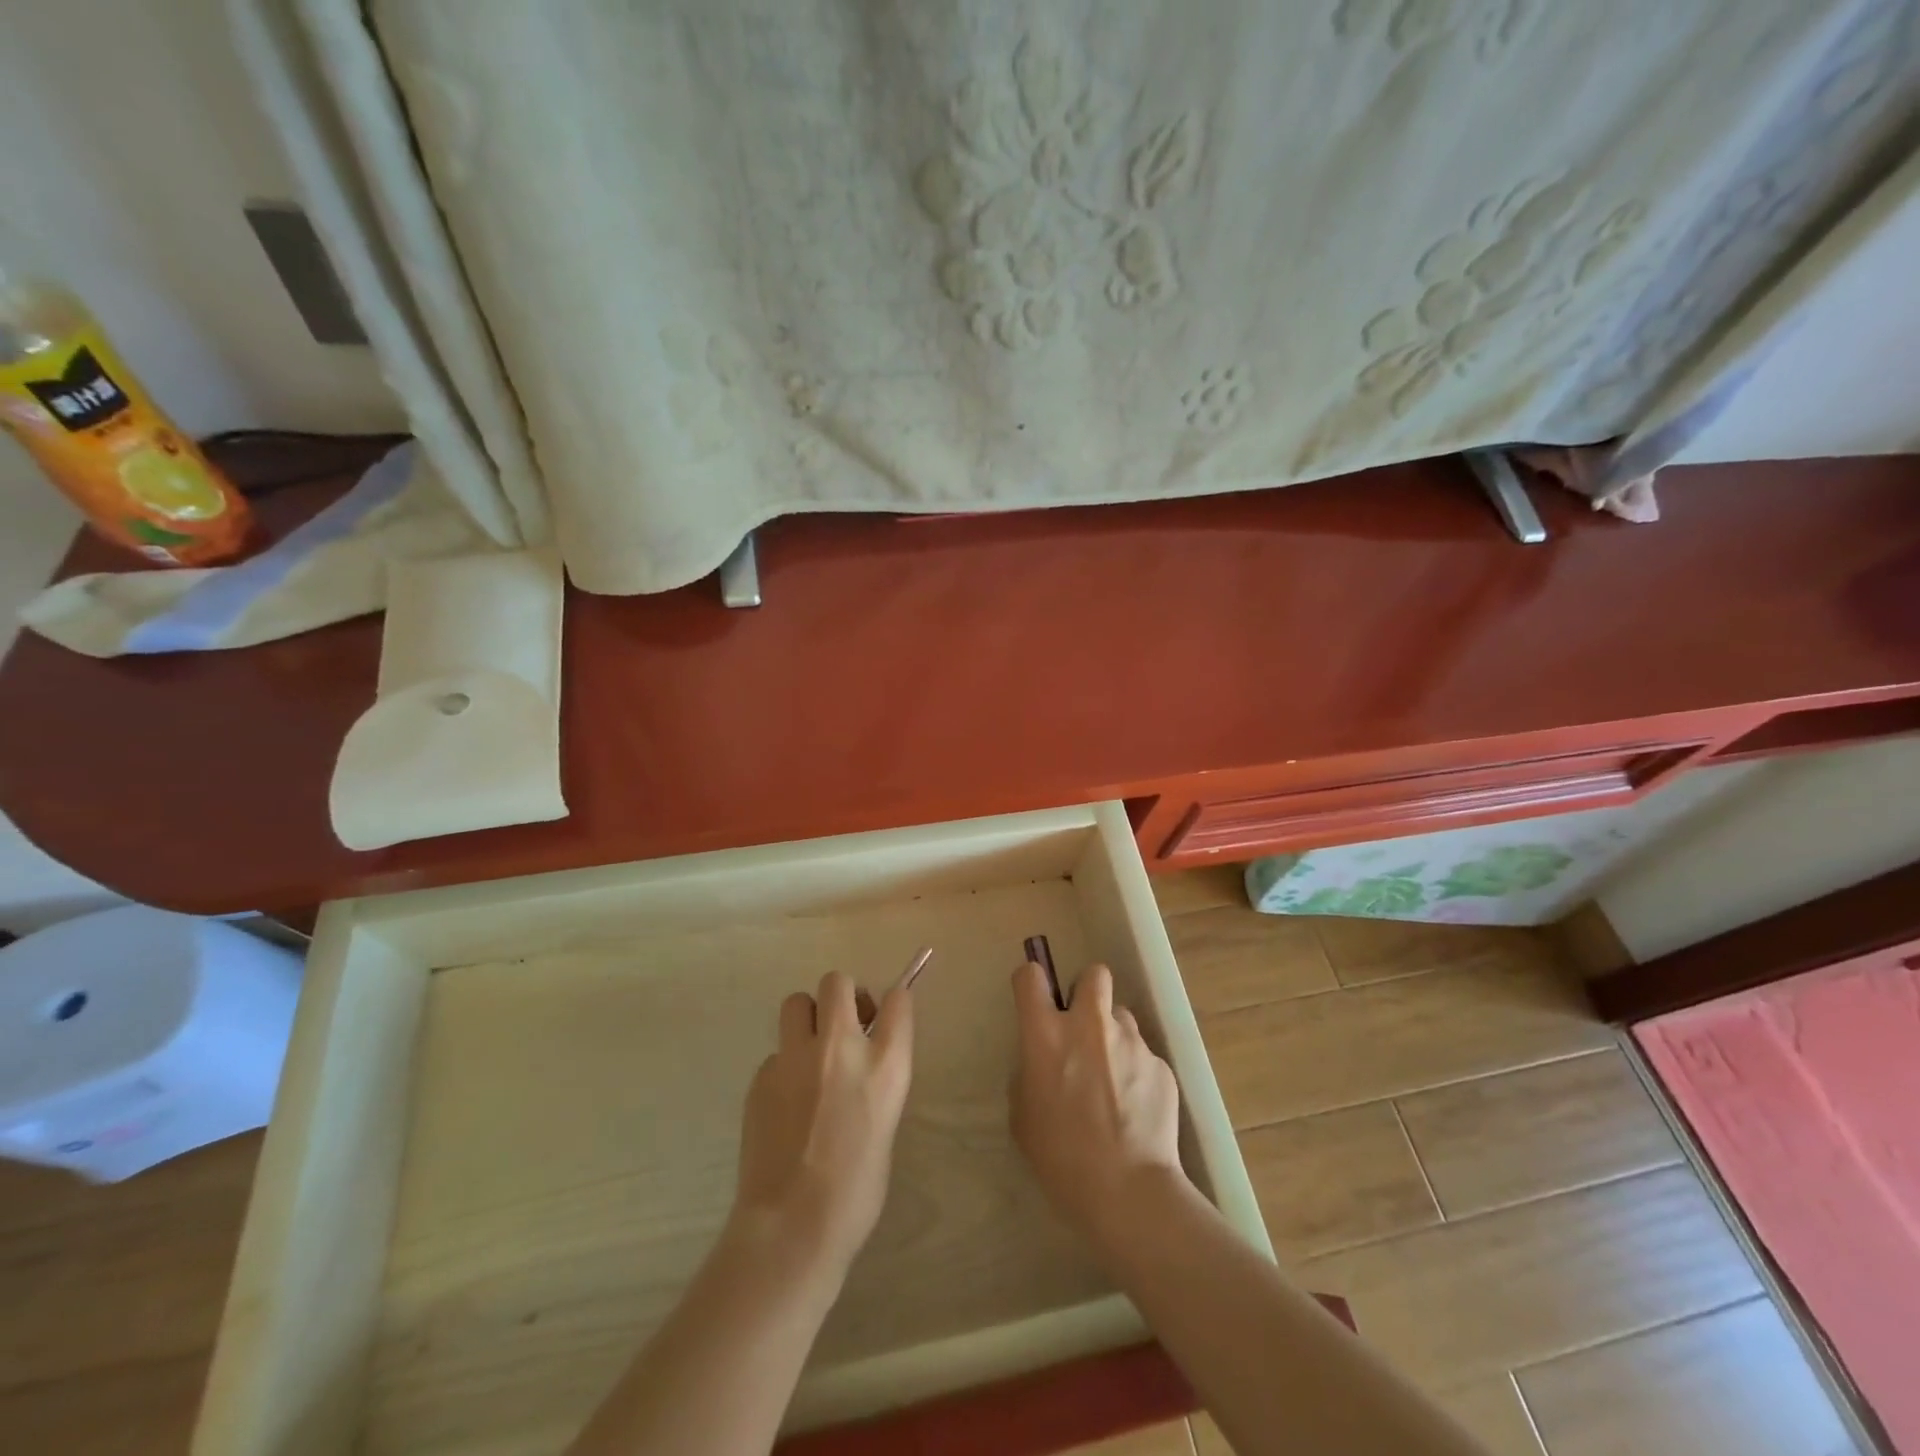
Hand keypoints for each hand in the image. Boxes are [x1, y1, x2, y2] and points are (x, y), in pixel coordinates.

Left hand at [730, 971, 913, 1282]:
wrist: (792, 1226)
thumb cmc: (856, 1190)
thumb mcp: (885, 1124)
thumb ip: (875, 1080)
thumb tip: (861, 1064)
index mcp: (885, 1064)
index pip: (898, 999)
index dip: (893, 1003)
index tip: (885, 1016)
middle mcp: (841, 1047)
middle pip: (837, 982)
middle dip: (842, 997)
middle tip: (843, 1028)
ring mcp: (795, 1057)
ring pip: (797, 1002)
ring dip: (807, 1018)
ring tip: (809, 1054)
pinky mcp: (762, 1075)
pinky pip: (776, 1052)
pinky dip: (784, 1066)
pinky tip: (785, 1104)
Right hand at [1010, 962, 1186, 1248]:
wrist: (1127, 1191)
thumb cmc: (1061, 1157)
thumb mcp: (1023, 1116)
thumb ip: (1029, 1074)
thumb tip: (1043, 1062)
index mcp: (1046, 1034)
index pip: (1031, 977)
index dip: (1032, 983)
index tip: (1036, 1000)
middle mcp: (1089, 1025)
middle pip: (1094, 974)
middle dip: (1088, 991)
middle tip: (1084, 1026)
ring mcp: (1131, 1042)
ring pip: (1122, 1017)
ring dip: (1115, 1037)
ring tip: (1115, 1079)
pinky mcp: (1161, 1065)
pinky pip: (1144, 1055)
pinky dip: (1138, 1073)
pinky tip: (1137, 1109)